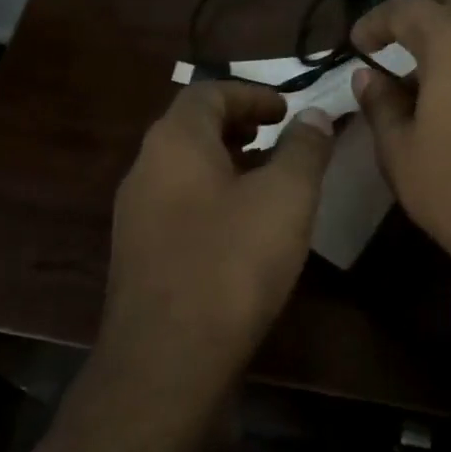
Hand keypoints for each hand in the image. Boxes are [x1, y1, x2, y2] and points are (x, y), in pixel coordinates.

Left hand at [102, 81, 334, 388]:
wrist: (167, 359)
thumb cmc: (231, 264)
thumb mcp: (285, 198)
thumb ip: (303, 149)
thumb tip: (314, 116)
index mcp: (174, 142)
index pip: (209, 92)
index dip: (252, 93)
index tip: (288, 109)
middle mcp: (145, 168)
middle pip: (192, 127)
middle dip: (240, 125)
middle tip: (280, 136)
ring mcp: (136, 213)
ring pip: (185, 168)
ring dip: (228, 162)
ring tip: (270, 179)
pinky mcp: (140, 253)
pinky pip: (179, 204)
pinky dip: (213, 196)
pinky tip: (243, 228)